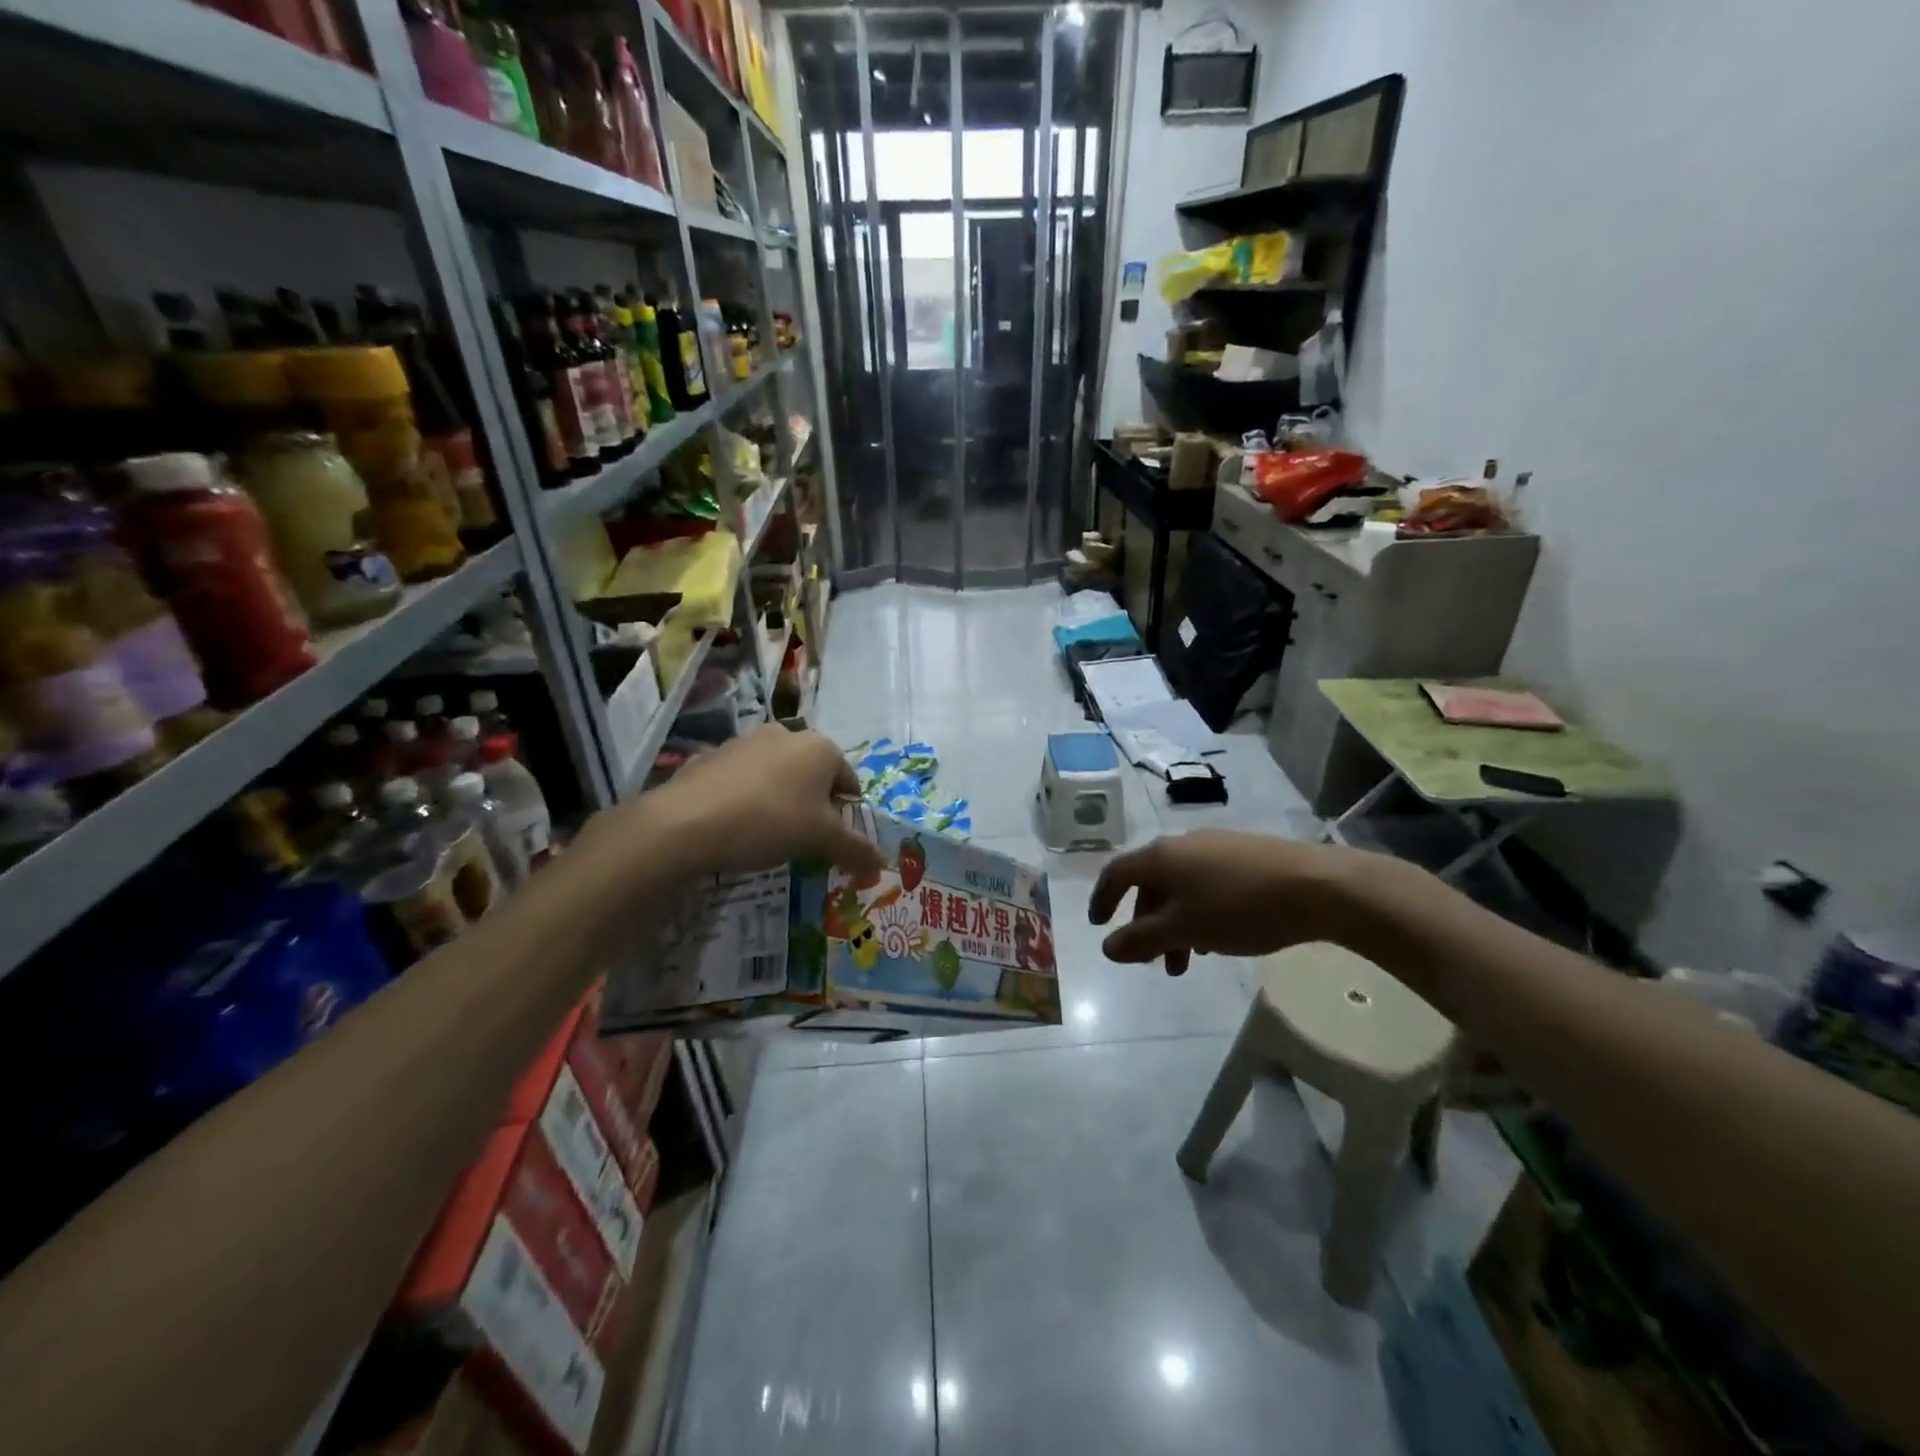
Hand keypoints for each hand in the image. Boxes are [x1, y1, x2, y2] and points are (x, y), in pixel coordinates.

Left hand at [632, 726, 882, 877]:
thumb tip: (883, 864)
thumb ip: (856, 850)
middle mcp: (786, 734)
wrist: (687, 822)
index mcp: (821, 748)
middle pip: (812, 775)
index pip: (849, 781)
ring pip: (776, 775)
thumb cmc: (771, 822)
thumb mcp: (822, 841)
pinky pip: (739, 780)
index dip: (846, 815)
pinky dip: (743, 799)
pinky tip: (733, 826)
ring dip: (779, 799)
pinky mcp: (710, 755)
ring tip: (765, 835)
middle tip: (802, 841)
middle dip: (812, 806)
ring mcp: (745, 741)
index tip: (833, 843)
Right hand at [1088, 829, 1359, 974]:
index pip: (1117, 872)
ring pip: (1181, 887)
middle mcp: (1183, 844)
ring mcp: (1217, 847)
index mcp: (1161, 856)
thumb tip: (1107, 947)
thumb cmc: (1239, 907)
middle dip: (1147, 924)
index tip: (1098, 925)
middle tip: (1155, 960)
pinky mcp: (1246, 856)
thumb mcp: (1185, 929)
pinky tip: (1219, 938)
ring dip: (1176, 924)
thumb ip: (1142, 939)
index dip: (1102, 898)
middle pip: (1151, 884)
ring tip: (1190, 960)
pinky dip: (1199, 912)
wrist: (1316, 887)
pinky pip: (1207, 884)